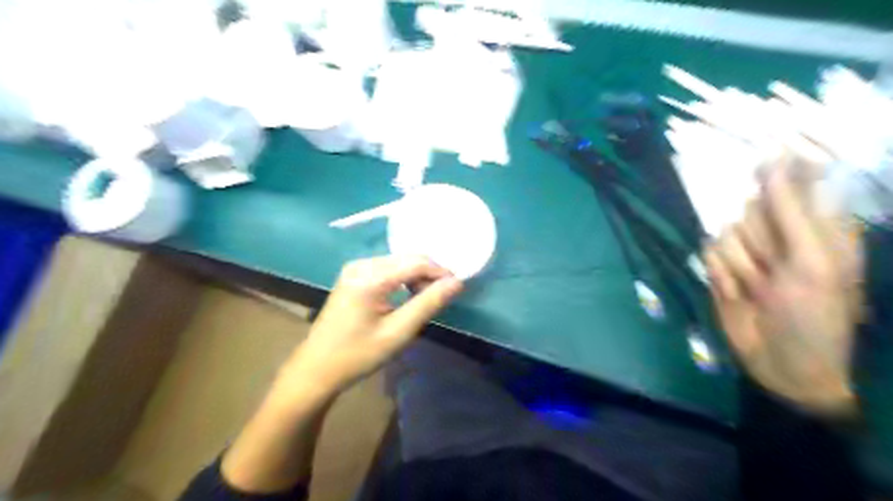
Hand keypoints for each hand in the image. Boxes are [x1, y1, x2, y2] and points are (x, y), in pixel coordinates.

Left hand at [284, 257, 466, 393]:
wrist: (317, 368)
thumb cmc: (358, 355)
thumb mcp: (398, 332)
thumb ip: (428, 304)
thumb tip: (456, 283)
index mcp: (370, 277)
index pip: (415, 262)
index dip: (440, 272)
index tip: (458, 288)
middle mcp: (361, 264)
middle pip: (407, 258)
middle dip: (429, 274)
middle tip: (442, 297)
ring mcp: (355, 268)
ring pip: (398, 262)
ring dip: (417, 276)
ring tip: (426, 299)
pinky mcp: (353, 275)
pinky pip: (387, 268)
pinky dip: (403, 278)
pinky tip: (407, 295)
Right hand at [705, 154, 865, 414]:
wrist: (783, 364)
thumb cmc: (815, 316)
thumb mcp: (813, 261)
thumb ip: (792, 211)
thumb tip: (774, 162)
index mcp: (819, 226)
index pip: (795, 182)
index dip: (779, 173)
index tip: (764, 162)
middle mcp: (781, 234)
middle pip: (751, 207)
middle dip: (760, 237)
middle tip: (776, 265)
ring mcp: (749, 252)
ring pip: (726, 232)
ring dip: (741, 264)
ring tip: (759, 289)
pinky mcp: (722, 269)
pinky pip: (709, 253)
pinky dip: (722, 275)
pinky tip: (738, 294)